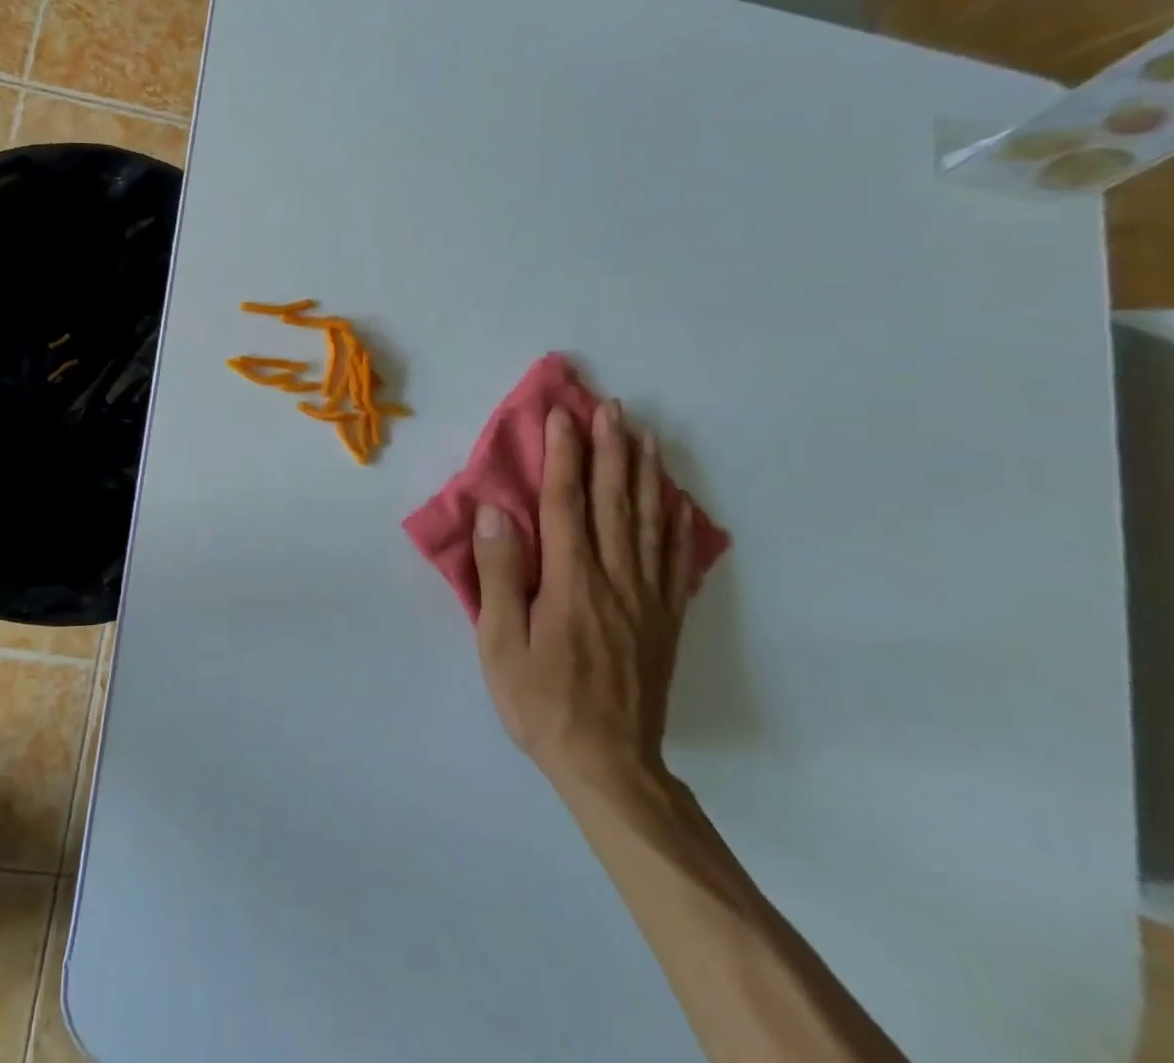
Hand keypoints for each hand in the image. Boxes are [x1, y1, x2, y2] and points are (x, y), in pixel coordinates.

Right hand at [472, 400, 697, 793]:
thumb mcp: (501, 643)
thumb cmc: (542, 702)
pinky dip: (676, 523)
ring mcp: (647, 597)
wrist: (610, 765)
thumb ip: (500, 574)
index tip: (562, 415)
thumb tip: (496, 512)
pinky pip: (676, 560)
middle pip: (613, 500)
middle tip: (611, 407)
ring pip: (648, 521)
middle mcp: (615, 577)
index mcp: (570, 580)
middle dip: (611, 449)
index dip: (565, 454)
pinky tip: (676, 500)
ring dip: (645, 473)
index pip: (567, 502)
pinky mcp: (665, 619)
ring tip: (645, 436)